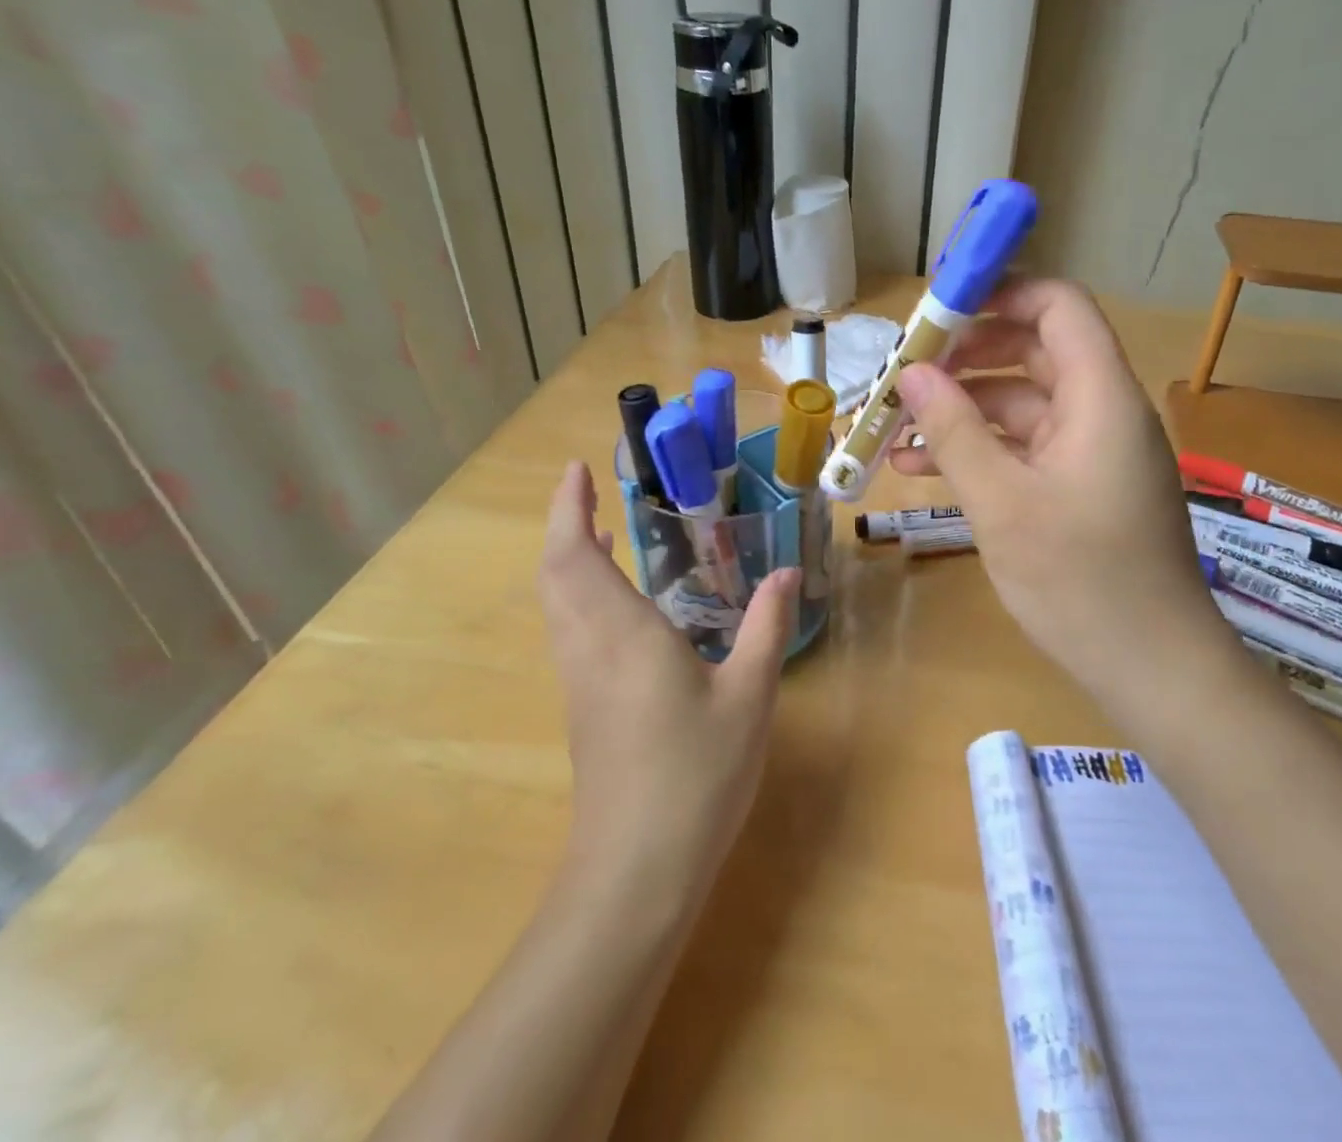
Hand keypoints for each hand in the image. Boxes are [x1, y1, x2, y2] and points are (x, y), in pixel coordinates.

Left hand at [538, 462, 799, 901]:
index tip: (575, 470)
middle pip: (555, 573)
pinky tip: (617, 602)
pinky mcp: (583, 707)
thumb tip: (787, 574)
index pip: (576, 555)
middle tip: (588, 491)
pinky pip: (570, 628)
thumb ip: (766, 628)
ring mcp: (579, 680)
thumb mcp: (748, 696)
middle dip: (563, 525)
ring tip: (601, 531)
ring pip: (557, 602)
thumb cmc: (695, 775)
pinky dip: (579, 592)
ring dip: (568, 558)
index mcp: (622, 633)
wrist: (635, 871)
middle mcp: (588, 647)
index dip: (567, 509)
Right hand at [890, 278, 1210, 684]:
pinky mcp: (1077, 487)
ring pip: (1019, 403)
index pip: (1058, 306)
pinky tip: (919, 468)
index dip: (1001, 293)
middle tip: (905, 370)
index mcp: (1100, 397)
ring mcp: (1089, 452)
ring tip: (895, 424)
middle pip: (1032, 351)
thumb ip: (954, 432)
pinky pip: (1023, 448)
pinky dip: (977, 449)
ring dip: (960, 408)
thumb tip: (912, 373)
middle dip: (965, 356)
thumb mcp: (1003, 503)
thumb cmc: (1082, 581)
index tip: (938, 309)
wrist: (1153, 669)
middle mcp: (1100, 411)